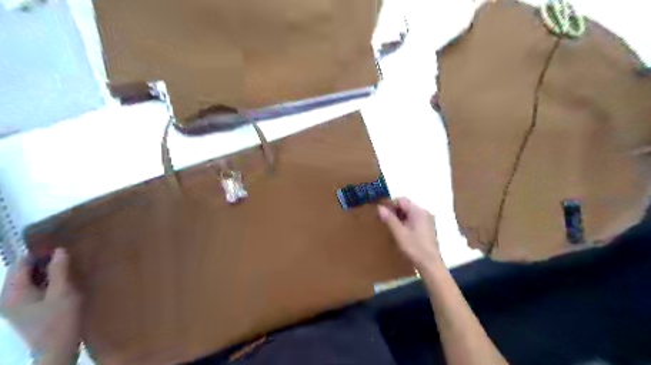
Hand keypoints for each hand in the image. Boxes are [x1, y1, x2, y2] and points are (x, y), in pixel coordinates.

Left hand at [0, 249, 80, 361]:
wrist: (57, 348)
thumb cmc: (60, 319)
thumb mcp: (63, 292)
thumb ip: (60, 270)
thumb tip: (59, 250)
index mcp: (13, 292)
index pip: (21, 264)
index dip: (39, 253)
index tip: (59, 245)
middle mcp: (8, 298)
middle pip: (23, 272)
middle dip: (43, 262)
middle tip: (66, 254)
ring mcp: (15, 306)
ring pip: (29, 281)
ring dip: (46, 272)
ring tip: (67, 266)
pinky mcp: (25, 311)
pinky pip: (32, 289)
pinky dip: (46, 282)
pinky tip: (62, 282)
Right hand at [377, 199, 442, 272]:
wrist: (430, 264)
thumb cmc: (414, 248)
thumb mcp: (399, 233)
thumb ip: (389, 219)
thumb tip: (379, 207)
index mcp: (418, 211)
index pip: (401, 200)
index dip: (390, 205)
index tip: (381, 214)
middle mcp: (424, 212)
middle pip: (406, 206)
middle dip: (394, 212)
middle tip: (384, 221)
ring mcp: (427, 220)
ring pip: (409, 213)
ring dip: (399, 218)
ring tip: (391, 228)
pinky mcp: (428, 228)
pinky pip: (414, 220)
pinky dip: (406, 223)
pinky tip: (401, 233)